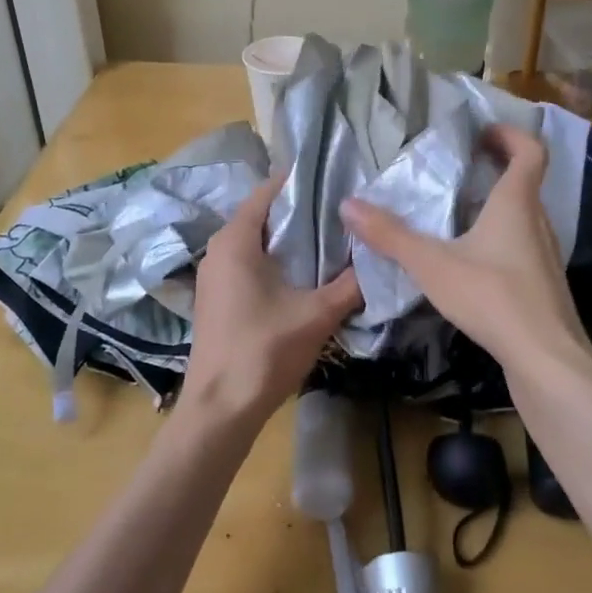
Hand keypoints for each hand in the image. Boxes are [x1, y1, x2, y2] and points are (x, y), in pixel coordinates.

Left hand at [185, 176, 361, 427]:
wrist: (220, 409)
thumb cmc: (264, 351)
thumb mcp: (317, 314)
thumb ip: (350, 284)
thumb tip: (378, 258)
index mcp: (235, 240)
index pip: (269, 191)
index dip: (303, 183)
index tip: (338, 182)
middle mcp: (218, 249)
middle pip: (263, 216)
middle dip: (302, 213)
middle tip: (342, 213)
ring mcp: (214, 276)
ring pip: (256, 242)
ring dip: (290, 240)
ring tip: (332, 240)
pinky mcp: (217, 299)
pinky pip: (249, 264)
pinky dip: (276, 261)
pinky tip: (305, 276)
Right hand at [341, 124, 591, 377]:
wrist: (546, 360)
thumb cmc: (493, 297)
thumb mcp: (433, 265)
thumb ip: (391, 235)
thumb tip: (348, 205)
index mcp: (517, 204)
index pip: (530, 151)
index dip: (510, 135)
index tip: (482, 133)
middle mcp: (538, 222)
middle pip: (526, 182)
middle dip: (497, 168)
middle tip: (462, 167)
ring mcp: (546, 256)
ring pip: (525, 216)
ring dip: (498, 205)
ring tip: (460, 212)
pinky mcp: (544, 285)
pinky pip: (523, 246)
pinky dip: (501, 238)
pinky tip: (474, 261)